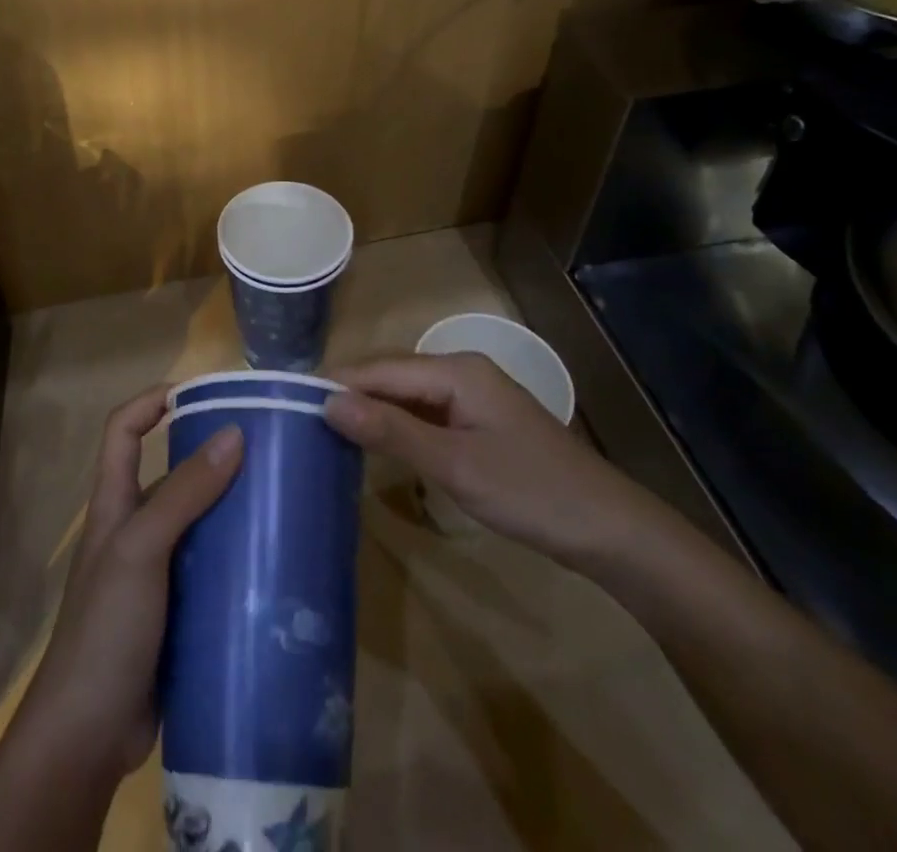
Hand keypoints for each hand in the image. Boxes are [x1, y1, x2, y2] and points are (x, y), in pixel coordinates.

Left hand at [13, 384, 242, 778]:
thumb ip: (184, 495)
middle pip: (172, 474)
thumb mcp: (141, 550)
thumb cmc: (105, 629)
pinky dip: (238, 560)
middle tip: (268, 452)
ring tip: (282, 503)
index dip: (152, 401)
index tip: (199, 393)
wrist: (88, 736)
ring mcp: (155, 573)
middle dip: (214, 457)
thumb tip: (234, 433)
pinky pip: (211, 571)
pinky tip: (274, 564)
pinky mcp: (177, 612)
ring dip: (233, 511)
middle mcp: (134, 529)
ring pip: (199, 523)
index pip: (123, 430)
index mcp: (115, 504)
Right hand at [323, 353, 672, 570]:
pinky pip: (424, 414)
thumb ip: (391, 432)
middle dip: (349, 394)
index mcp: (455, 370)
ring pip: (406, 396)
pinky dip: (395, 426)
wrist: (608, 529)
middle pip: (391, 376)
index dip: (336, 382)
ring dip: (370, 410)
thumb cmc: (531, 492)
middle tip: (298, 418)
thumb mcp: (455, 465)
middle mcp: (460, 371)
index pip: (380, 369)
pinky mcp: (477, 422)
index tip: (287, 398)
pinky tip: (373, 444)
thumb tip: (328, 402)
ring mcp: (471, 397)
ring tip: (322, 430)